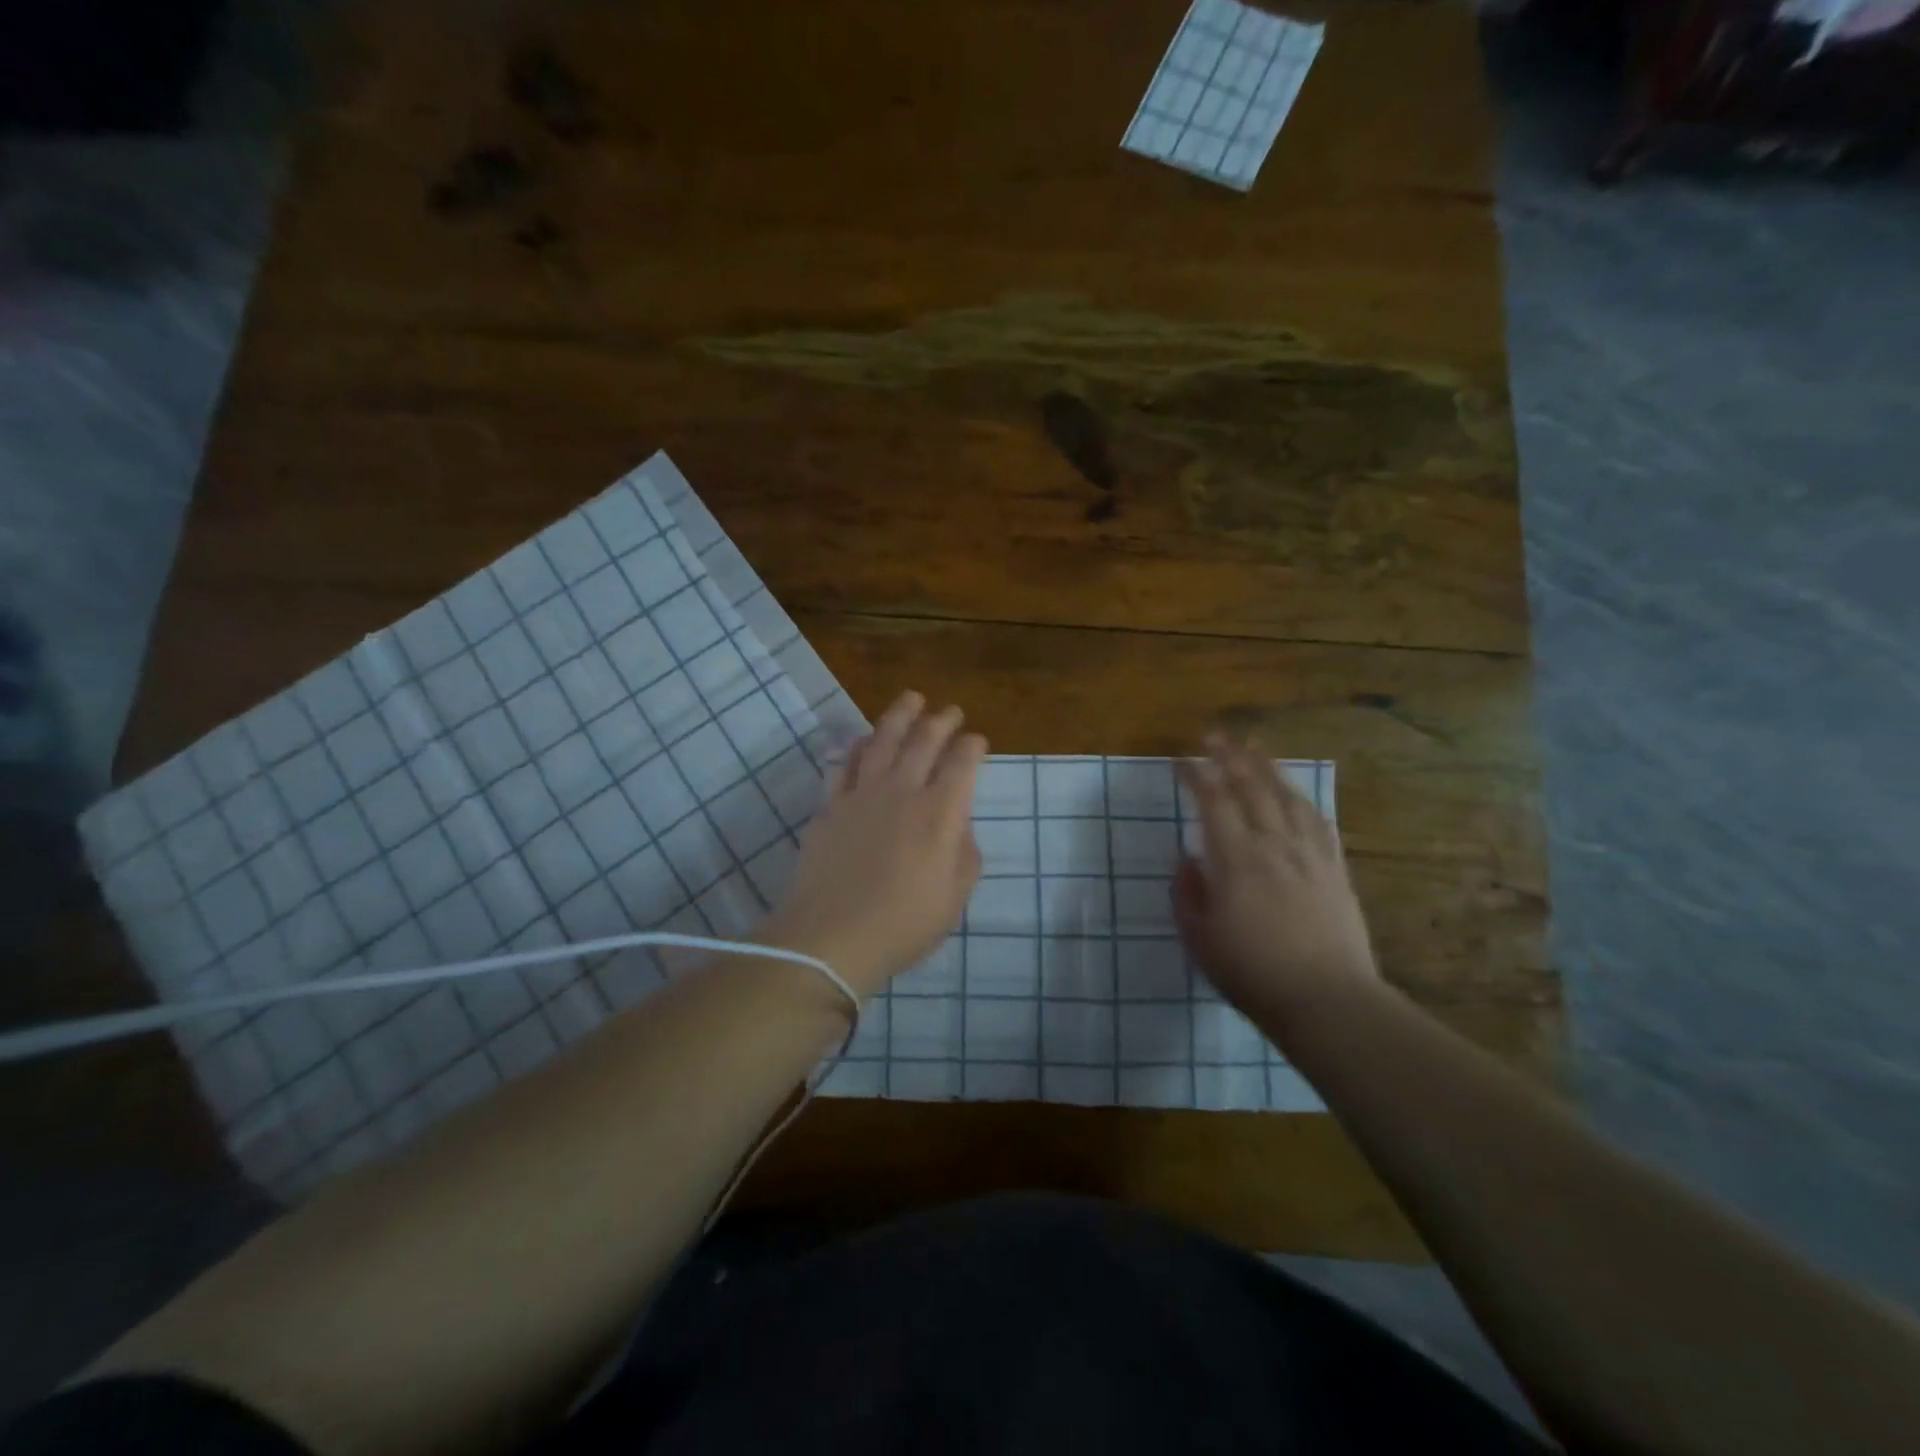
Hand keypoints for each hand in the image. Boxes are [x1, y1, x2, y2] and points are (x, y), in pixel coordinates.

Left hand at [759, 692, 985, 996]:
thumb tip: (960, 825)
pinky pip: (846, 763)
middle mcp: (903, 791)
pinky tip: (864, 739)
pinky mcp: (831, 805)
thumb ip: (966, 854)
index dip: (973, 746)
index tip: (977, 741)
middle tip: (950, 711)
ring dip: (900, 715)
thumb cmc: (903, 924)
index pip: (963, 762)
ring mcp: (862, 794)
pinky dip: (858, 746)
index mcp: (940, 812)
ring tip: (911, 699)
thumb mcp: (954, 898)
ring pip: (883, 739)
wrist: (831, 937)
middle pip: (924, 740)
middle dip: (942, 720)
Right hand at [1173, 737, 1377, 1023]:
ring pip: (1288, 797)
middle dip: (1230, 757)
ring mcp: (1309, 855)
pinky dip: (1302, 800)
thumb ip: (1187, 893)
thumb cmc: (1252, 973)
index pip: (1213, 801)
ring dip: (1268, 767)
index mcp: (1236, 859)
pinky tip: (1297, 793)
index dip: (1196, 775)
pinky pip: (1318, 822)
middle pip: (1252, 788)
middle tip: (1215, 734)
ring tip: (1255, 746)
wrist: (1327, 1001)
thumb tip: (1187, 858)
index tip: (1181, 759)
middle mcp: (1274, 845)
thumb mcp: (1200, 938)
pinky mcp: (1335, 870)